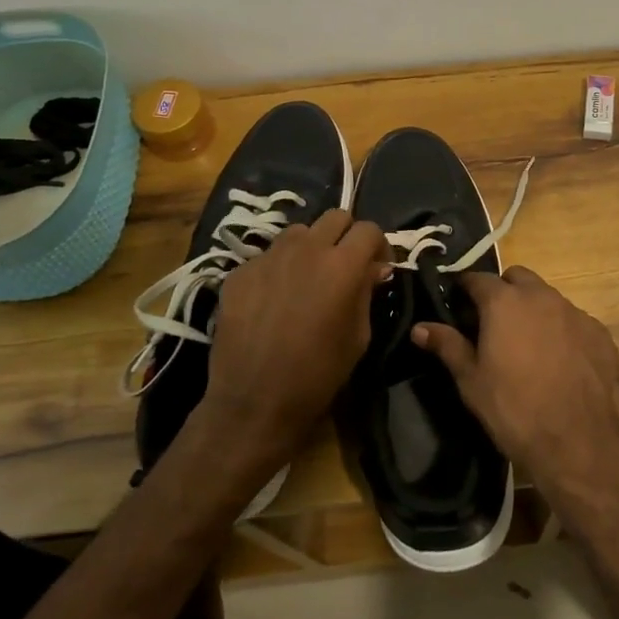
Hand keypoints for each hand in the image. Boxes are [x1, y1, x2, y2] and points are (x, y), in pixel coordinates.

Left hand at [192, 210, 390, 492]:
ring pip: (298, 232)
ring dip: (310, 247)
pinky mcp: (240, 272)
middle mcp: (306, 249)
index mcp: (342, 265)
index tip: (377, 266)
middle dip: (346, 235)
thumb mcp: (358, 336)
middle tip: (345, 265)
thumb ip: (366, 293)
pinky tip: (274, 300)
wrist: (254, 401)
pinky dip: (278, 269)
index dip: (378, 245)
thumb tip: (374, 269)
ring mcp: (268, 257)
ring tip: (307, 278)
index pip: (369, 229)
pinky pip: (267, 257)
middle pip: (335, 217)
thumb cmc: (318, 374)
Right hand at [412, 267, 618, 506]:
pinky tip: (560, 361)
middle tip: (493, 322)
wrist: (578, 440)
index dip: (465, 289)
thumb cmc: (513, 408)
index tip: (457, 304)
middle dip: (503, 291)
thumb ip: (447, 345)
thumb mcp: (471, 380)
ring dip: (534, 310)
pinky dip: (563, 331)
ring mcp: (575, 313)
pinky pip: (574, 321)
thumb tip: (419, 327)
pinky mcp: (600, 333)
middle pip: (517, 278)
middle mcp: (542, 296)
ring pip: (548, 297)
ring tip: (527, 344)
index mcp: (505, 302)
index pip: (477, 278)